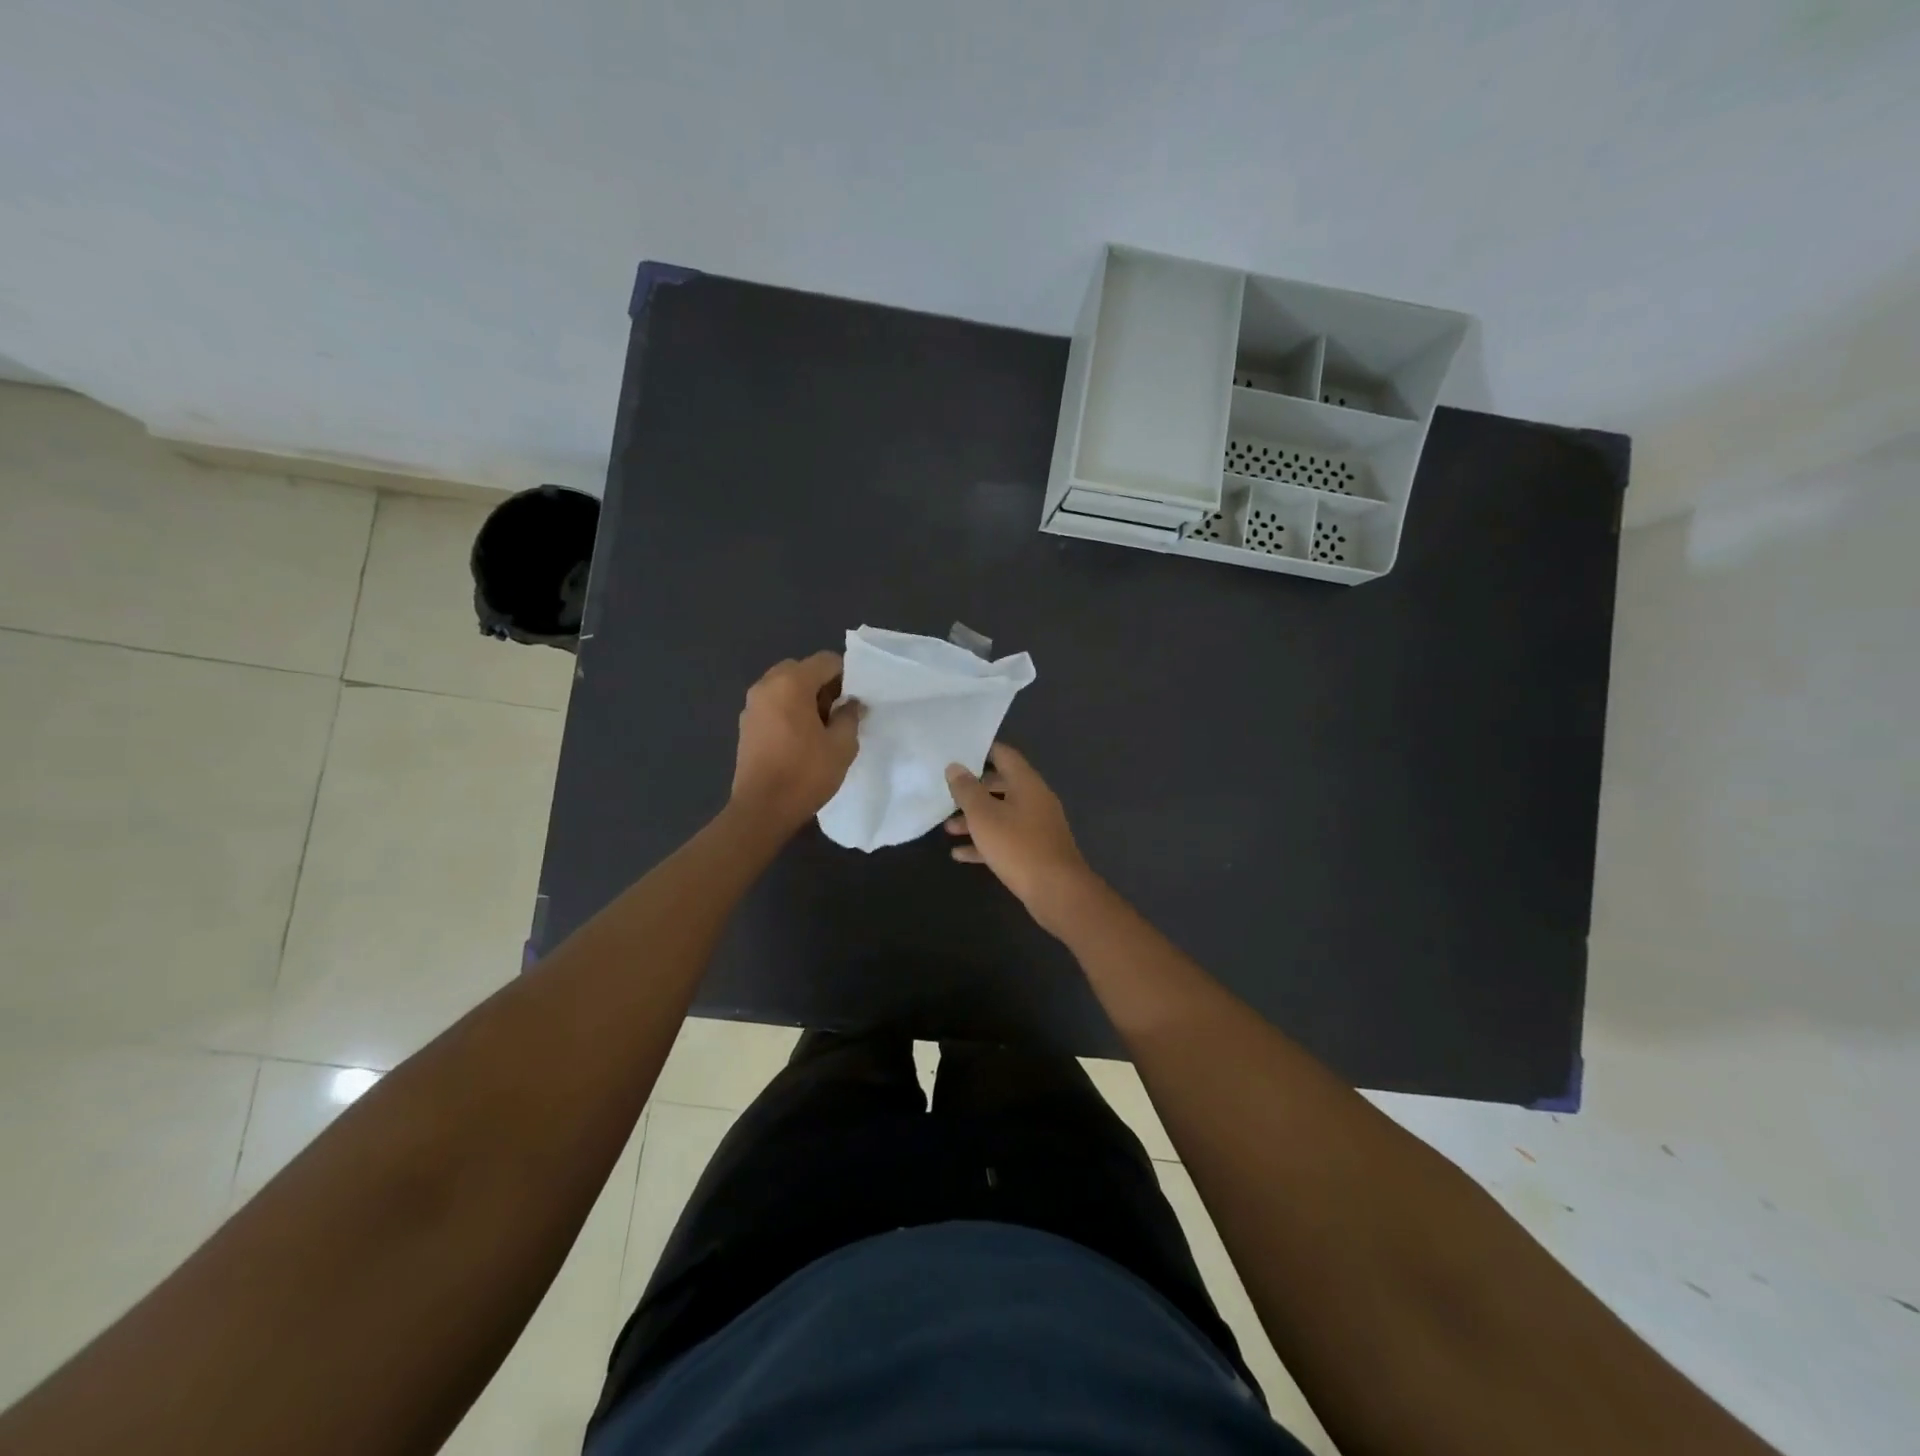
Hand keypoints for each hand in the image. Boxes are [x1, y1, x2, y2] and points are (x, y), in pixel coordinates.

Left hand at [730, 652, 861, 833]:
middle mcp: (766, 685)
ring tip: (819, 729)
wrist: (762, 809)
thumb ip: (849, 716)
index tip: (853, 703)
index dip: (846, 677)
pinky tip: (799, 739)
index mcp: (791, 683)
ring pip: (784, 686)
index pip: (826, 661)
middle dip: (822, 685)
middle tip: (836, 714)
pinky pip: (772, 704)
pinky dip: (787, 710)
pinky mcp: (745, 724)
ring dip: (804, 698)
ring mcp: (751, 705)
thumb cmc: (806, 774)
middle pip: (802, 669)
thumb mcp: (842, 745)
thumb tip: (850, 704)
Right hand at [945, 743, 1099, 932]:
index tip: (957, 753)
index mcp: (1027, 783)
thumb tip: (955, 766)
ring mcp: (1037, 826)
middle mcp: (1035, 799)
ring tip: (948, 828)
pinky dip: (985, 843)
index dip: (981, 750)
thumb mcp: (984, 815)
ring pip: (1002, 814)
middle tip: (948, 792)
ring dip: (976, 819)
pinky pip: (1006, 839)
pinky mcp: (1035, 850)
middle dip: (974, 790)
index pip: (1004, 755)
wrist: (1056, 891)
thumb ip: (967, 790)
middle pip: (1001, 785)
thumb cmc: (1018, 846)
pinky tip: (960, 854)